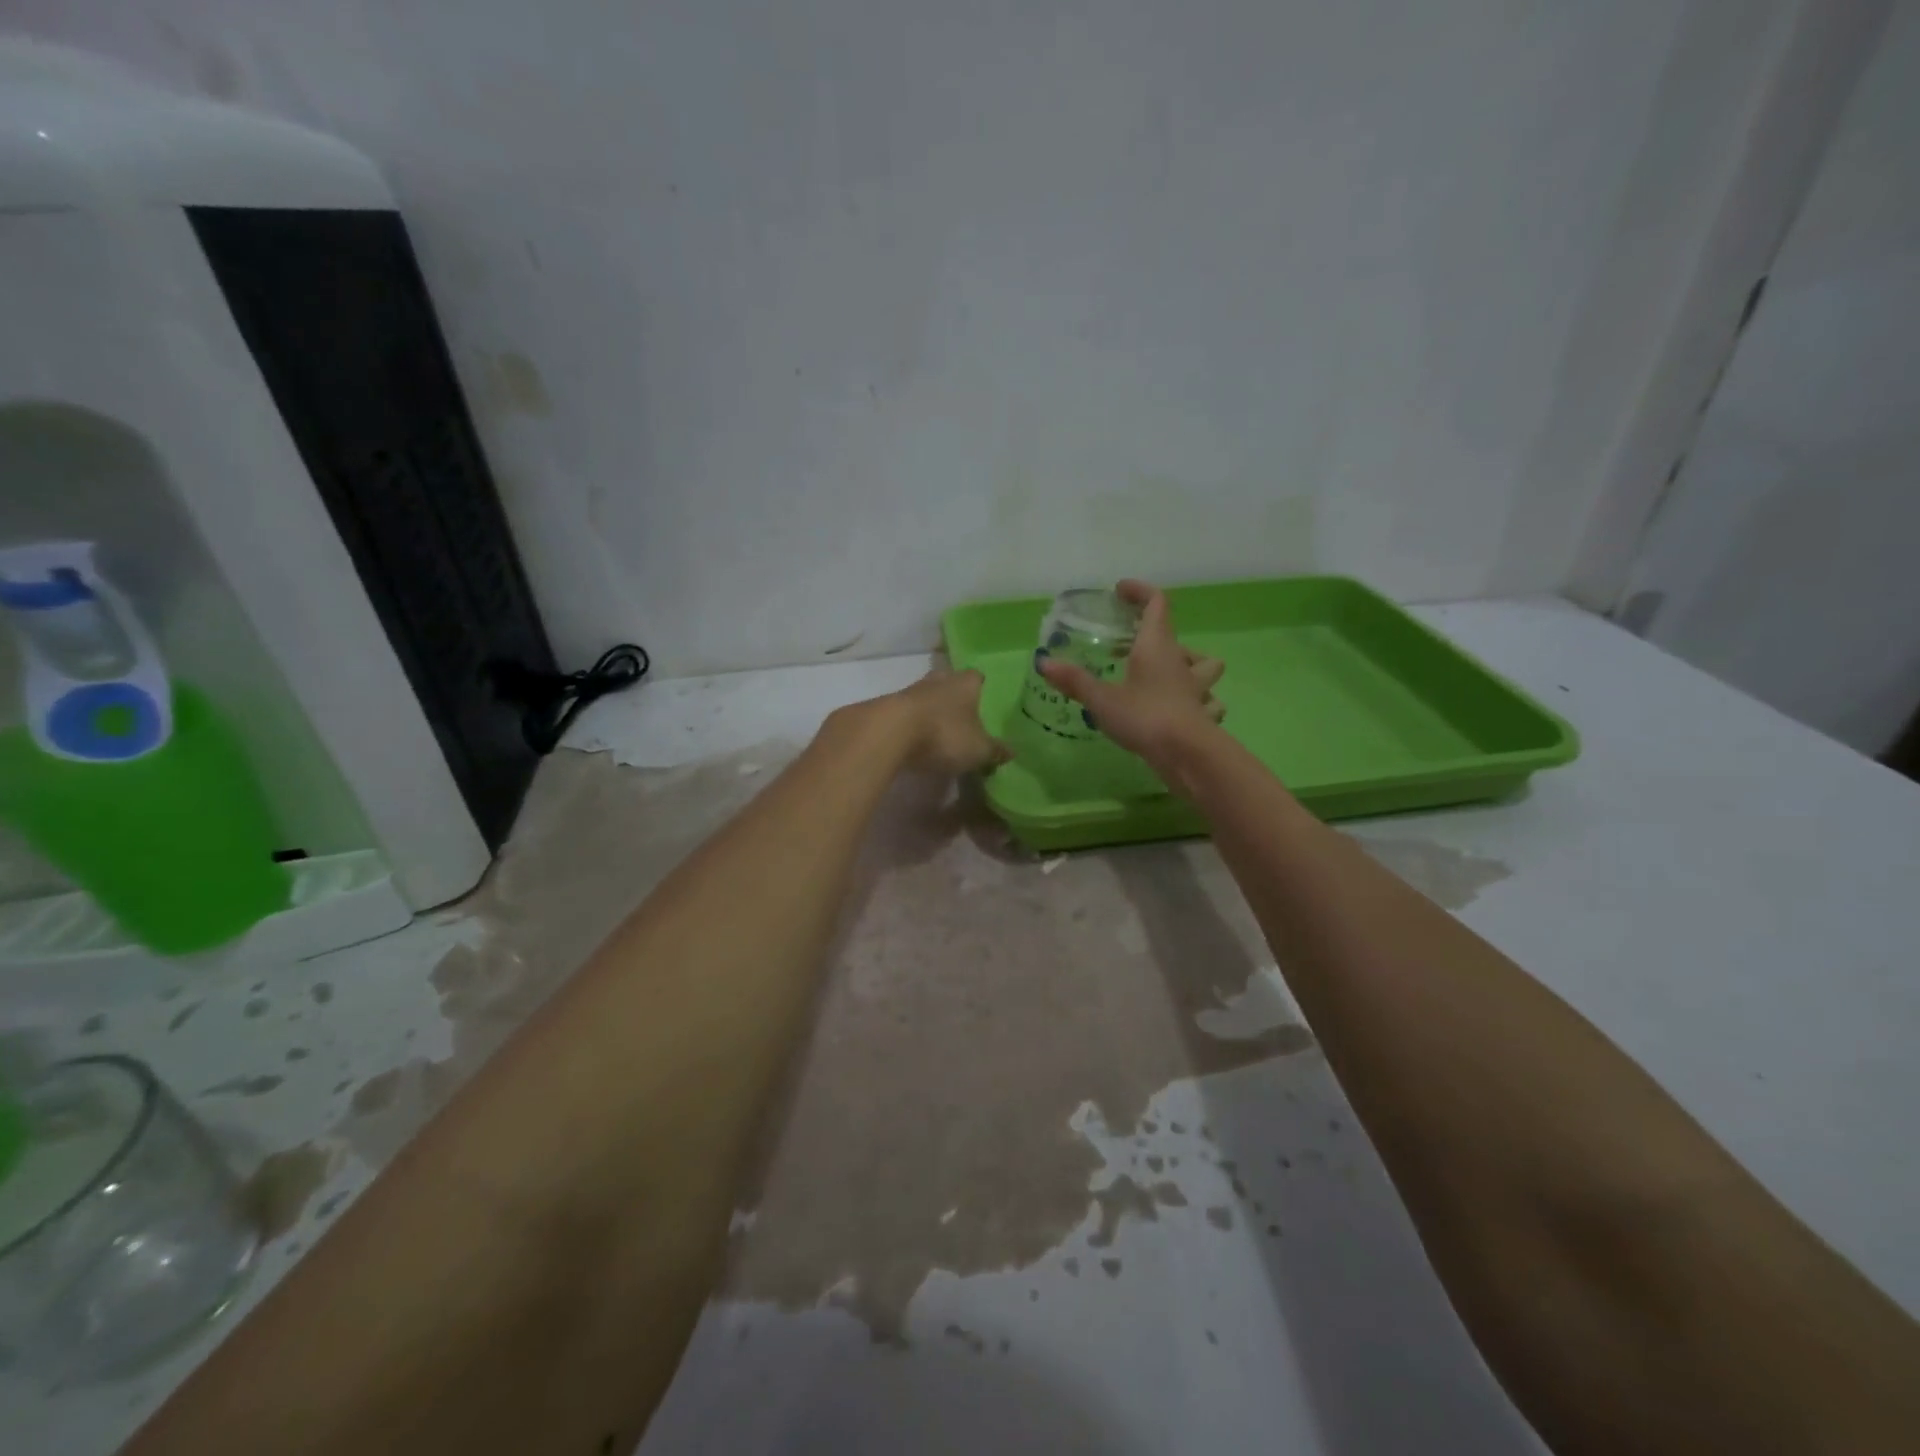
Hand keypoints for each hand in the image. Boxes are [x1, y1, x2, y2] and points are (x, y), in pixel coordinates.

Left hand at [886, 668, 1011, 775]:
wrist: (888, 733)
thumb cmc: (944, 734)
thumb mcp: (978, 750)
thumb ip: (995, 750)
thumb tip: (1011, 752)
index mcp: (965, 683)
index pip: (977, 677)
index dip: (982, 688)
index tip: (985, 701)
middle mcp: (939, 679)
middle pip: (950, 682)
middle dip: (955, 697)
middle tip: (964, 716)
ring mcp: (911, 690)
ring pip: (927, 696)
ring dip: (932, 710)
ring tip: (940, 731)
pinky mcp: (889, 707)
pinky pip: (908, 713)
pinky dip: (914, 723)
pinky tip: (917, 740)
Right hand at [1039, 579, 1224, 769]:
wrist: (1189, 755)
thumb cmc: (1145, 717)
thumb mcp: (1102, 700)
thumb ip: (1074, 681)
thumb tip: (1043, 662)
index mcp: (1156, 646)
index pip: (1156, 603)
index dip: (1140, 592)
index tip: (1120, 591)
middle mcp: (1180, 661)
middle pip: (1175, 636)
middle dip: (1153, 635)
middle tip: (1126, 646)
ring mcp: (1196, 689)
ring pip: (1203, 666)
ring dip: (1188, 665)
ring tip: (1165, 675)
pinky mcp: (1202, 715)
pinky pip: (1206, 701)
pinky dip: (1197, 702)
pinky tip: (1180, 712)